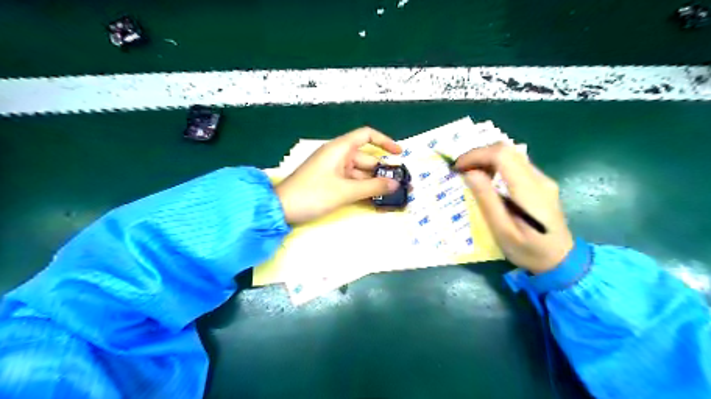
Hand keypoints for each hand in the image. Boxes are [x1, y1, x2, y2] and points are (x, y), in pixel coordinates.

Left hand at [274, 125, 401, 223]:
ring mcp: (333, 170)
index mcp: (339, 148)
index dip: (385, 141)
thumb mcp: (346, 191)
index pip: (366, 135)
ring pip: (360, 173)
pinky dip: (362, 189)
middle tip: (401, 185)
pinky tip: (375, 199)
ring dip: (374, 182)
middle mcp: (337, 156)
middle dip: (383, 170)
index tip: (399, 153)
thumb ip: (373, 187)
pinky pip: (351, 182)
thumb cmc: (313, 194)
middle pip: (366, 158)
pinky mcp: (329, 182)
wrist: (281, 209)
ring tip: (392, 194)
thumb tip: (395, 185)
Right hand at [455, 140, 576, 274]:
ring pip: (510, 154)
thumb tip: (469, 173)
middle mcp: (538, 178)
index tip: (457, 168)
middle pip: (506, 150)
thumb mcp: (503, 231)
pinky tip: (485, 179)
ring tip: (468, 174)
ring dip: (485, 159)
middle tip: (459, 170)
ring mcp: (541, 179)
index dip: (476, 155)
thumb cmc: (529, 250)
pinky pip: (513, 164)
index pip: (502, 155)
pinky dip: (494, 165)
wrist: (561, 260)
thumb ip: (487, 200)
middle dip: (478, 155)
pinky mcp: (539, 182)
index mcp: (529, 191)